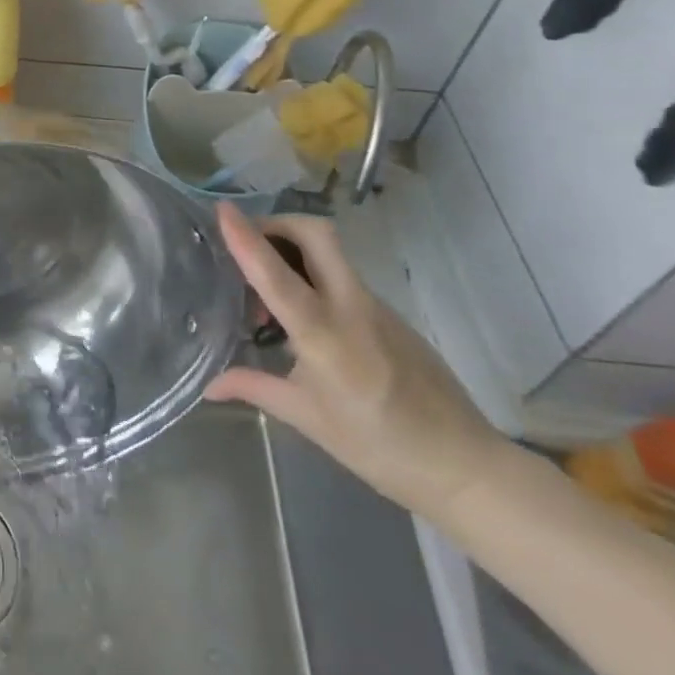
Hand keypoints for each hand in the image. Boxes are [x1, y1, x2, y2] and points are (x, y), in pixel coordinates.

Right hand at [205, 204, 511, 519]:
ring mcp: (376, 305)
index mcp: (325, 336)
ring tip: (266, 290)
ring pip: (330, 251)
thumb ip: (254, 388)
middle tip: (248, 242)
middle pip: (316, 234)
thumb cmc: (378, 446)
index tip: (223, 209)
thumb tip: (209, 386)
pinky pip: (343, 275)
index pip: (277, 275)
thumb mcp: (307, 418)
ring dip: (292, 249)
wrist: (465, 465)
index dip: (246, 239)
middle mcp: (351, 307)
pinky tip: (301, 315)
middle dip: (277, 223)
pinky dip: (312, 274)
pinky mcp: (390, 312)